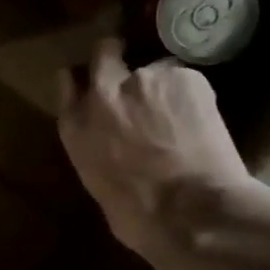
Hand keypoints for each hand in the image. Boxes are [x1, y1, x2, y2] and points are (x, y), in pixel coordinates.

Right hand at [56, 38, 264, 269]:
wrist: (191, 213)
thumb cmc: (139, 218)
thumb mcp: (98, 182)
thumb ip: (98, 148)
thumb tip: (113, 143)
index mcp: (75, 127)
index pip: (66, 82)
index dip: (83, 81)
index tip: (93, 83)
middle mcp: (103, 94)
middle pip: (104, 52)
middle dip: (117, 57)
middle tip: (137, 79)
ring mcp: (145, 80)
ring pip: (155, 67)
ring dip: (163, 85)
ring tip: (181, 113)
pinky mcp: (185, 77)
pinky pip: (187, 78)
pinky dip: (192, 95)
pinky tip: (202, 120)